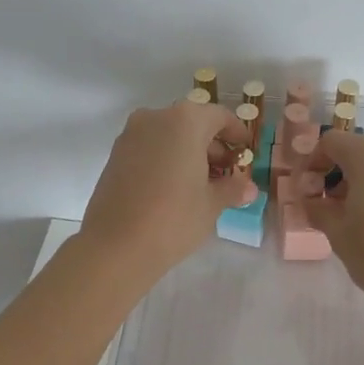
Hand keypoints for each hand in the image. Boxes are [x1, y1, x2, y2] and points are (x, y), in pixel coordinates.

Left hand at [80, 98, 251, 282]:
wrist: (115, 247)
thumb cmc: (173, 218)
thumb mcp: (212, 204)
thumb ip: (232, 188)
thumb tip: (248, 188)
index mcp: (185, 121)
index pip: (219, 117)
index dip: (237, 133)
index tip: (246, 152)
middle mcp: (155, 118)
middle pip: (193, 124)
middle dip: (213, 147)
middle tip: (227, 175)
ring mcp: (131, 135)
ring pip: (169, 136)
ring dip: (189, 154)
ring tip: (203, 185)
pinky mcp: (115, 155)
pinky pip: (150, 149)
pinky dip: (167, 160)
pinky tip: (175, 189)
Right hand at [302, 132, 363, 311]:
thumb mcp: (338, 233)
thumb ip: (318, 208)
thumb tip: (311, 199)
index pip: (330, 142)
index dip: (313, 163)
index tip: (308, 192)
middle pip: (358, 151)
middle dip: (338, 174)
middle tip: (328, 208)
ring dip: (362, 182)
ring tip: (354, 218)